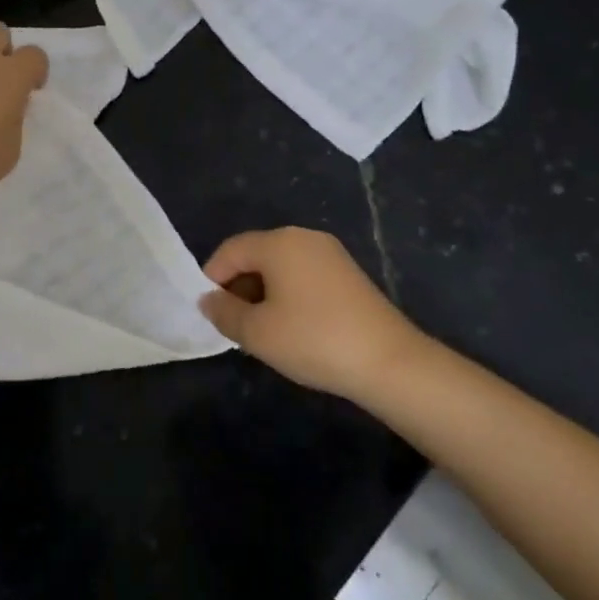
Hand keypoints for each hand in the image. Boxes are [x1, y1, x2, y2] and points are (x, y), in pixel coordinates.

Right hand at [200, 227, 421, 402]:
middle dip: (238, 287)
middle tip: (234, 325)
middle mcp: (304, 237)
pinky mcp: (348, 274)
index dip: (212, 278)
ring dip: (263, 293)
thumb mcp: (258, 333)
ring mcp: (330, 254)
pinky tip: (293, 328)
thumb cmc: (313, 340)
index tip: (210, 312)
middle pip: (256, 255)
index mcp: (278, 242)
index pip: (231, 250)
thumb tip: (208, 300)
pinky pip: (303, 276)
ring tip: (262, 331)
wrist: (390, 362)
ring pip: (280, 267)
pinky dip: (288, 295)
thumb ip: (224, 313)